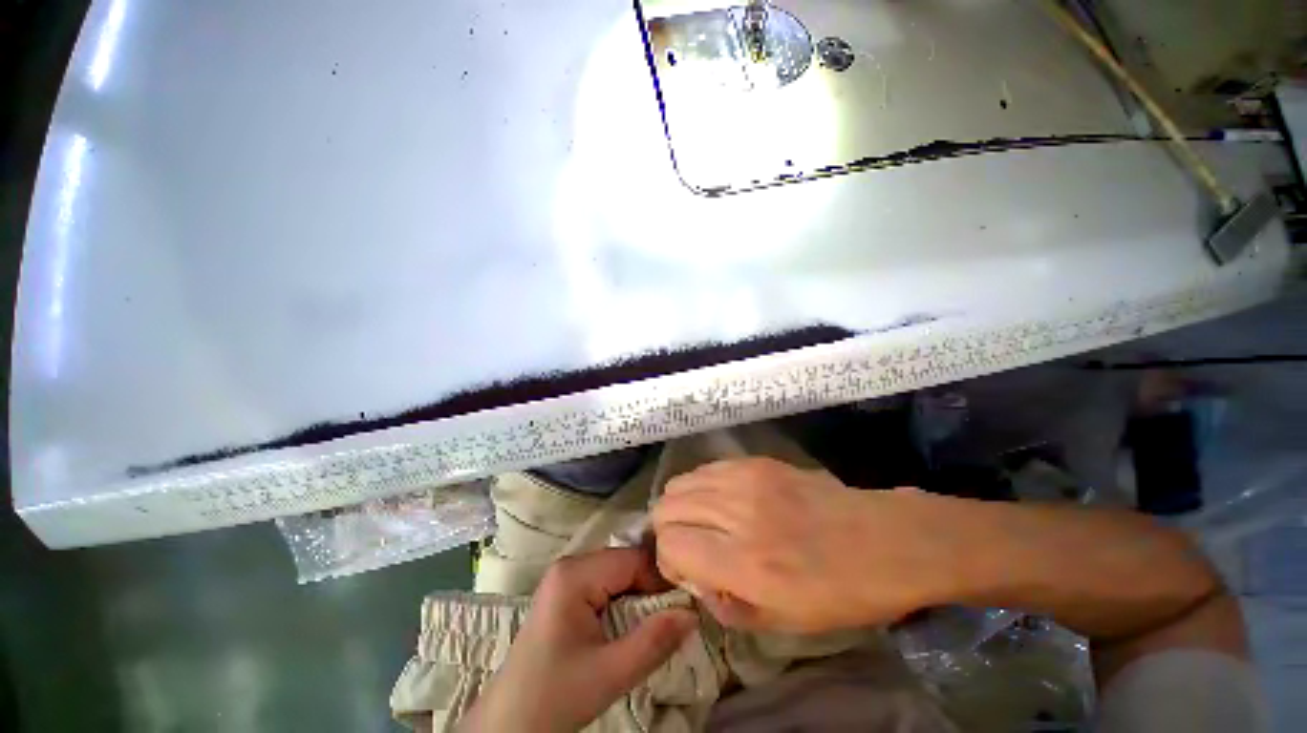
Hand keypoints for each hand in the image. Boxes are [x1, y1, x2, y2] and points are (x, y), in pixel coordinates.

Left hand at [461, 549, 696, 732]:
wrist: (517, 717)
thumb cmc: (559, 691)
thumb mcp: (614, 670)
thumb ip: (656, 639)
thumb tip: (694, 611)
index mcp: (574, 576)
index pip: (638, 560)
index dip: (669, 580)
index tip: (698, 606)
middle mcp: (568, 572)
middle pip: (629, 568)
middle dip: (660, 592)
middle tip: (689, 620)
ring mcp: (564, 589)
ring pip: (621, 584)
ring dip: (647, 604)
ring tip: (672, 629)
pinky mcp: (566, 608)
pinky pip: (609, 597)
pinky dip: (631, 612)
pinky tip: (644, 634)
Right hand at [653, 458, 950, 632]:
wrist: (898, 545)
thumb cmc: (847, 595)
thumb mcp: (784, 623)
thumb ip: (728, 608)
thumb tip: (701, 586)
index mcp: (744, 563)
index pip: (668, 545)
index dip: (670, 565)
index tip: (692, 578)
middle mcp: (740, 514)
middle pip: (668, 508)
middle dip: (670, 535)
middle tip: (697, 554)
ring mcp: (756, 481)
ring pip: (684, 482)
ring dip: (684, 508)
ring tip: (709, 529)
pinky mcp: (772, 464)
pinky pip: (714, 467)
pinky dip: (706, 486)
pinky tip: (728, 507)